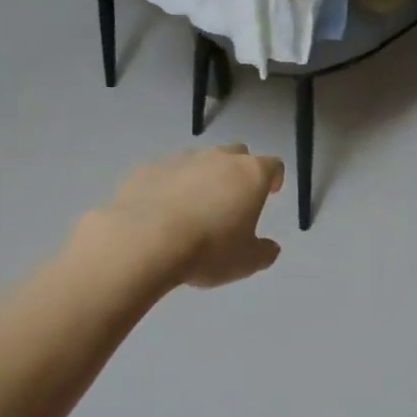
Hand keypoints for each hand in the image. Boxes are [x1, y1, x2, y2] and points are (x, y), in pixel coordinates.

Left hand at [87, 144, 284, 288]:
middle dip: (238, 172)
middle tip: (233, 199)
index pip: (272, 165)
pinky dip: (170, 186)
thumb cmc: (208, 250)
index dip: (274, 178)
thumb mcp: (246, 262)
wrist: (143, 242)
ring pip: (199, 161)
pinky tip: (162, 212)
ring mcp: (180, 160)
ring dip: (203, 178)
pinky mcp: (147, 169)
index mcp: (250, 175)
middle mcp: (218, 158)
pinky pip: (166, 174)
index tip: (271, 192)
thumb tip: (270, 248)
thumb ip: (264, 252)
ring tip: (194, 208)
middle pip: (237, 154)